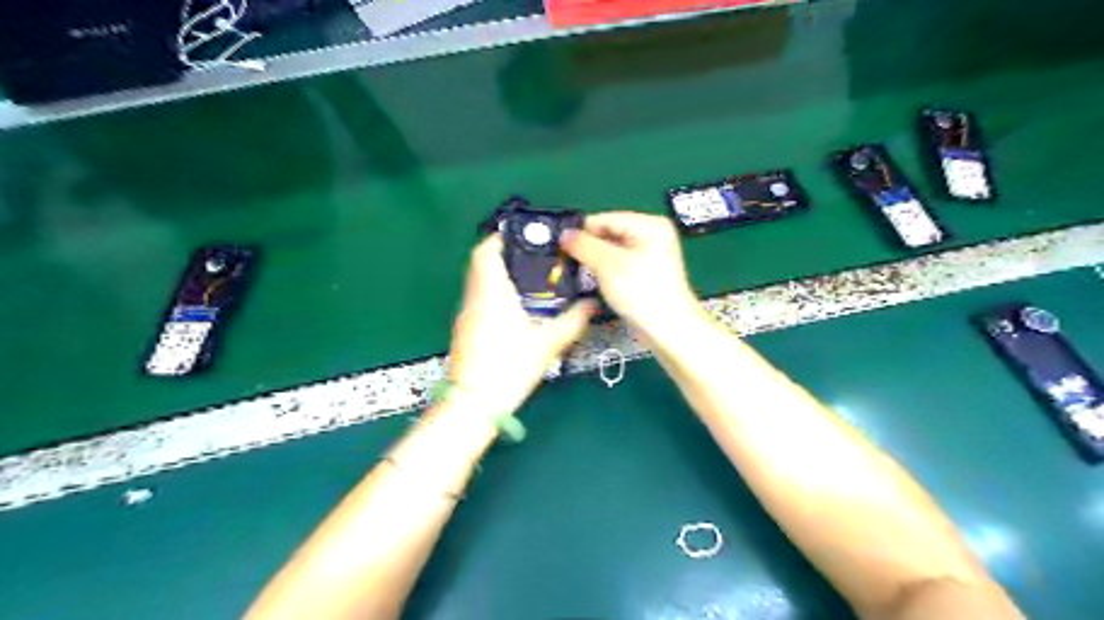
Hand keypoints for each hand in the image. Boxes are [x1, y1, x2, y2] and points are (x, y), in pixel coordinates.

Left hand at [445, 236, 595, 414]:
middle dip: (505, 256)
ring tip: (530, 282)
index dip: (499, 237)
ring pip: (479, 284)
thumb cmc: (509, 366)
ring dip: (500, 277)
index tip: (520, 235)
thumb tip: (591, 305)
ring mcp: (466, 316)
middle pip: (482, 265)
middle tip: (533, 259)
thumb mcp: (548, 343)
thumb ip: (573, 321)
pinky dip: (495, 296)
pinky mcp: (466, 332)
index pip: (486, 251)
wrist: (474, 404)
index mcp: (491, 292)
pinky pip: (479, 302)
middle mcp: (474, 298)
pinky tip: (517, 311)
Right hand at [562, 210, 697, 339]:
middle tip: (568, 262)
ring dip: (596, 262)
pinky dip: (606, 272)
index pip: (606, 219)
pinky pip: (619, 265)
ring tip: (580, 273)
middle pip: (609, 234)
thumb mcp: (608, 265)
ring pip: (612, 251)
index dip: (582, 231)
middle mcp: (652, 235)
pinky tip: (596, 282)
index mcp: (649, 225)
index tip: (561, 245)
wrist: (668, 329)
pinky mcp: (646, 274)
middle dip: (589, 248)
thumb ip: (584, 246)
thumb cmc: (642, 292)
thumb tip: (564, 234)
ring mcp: (650, 256)